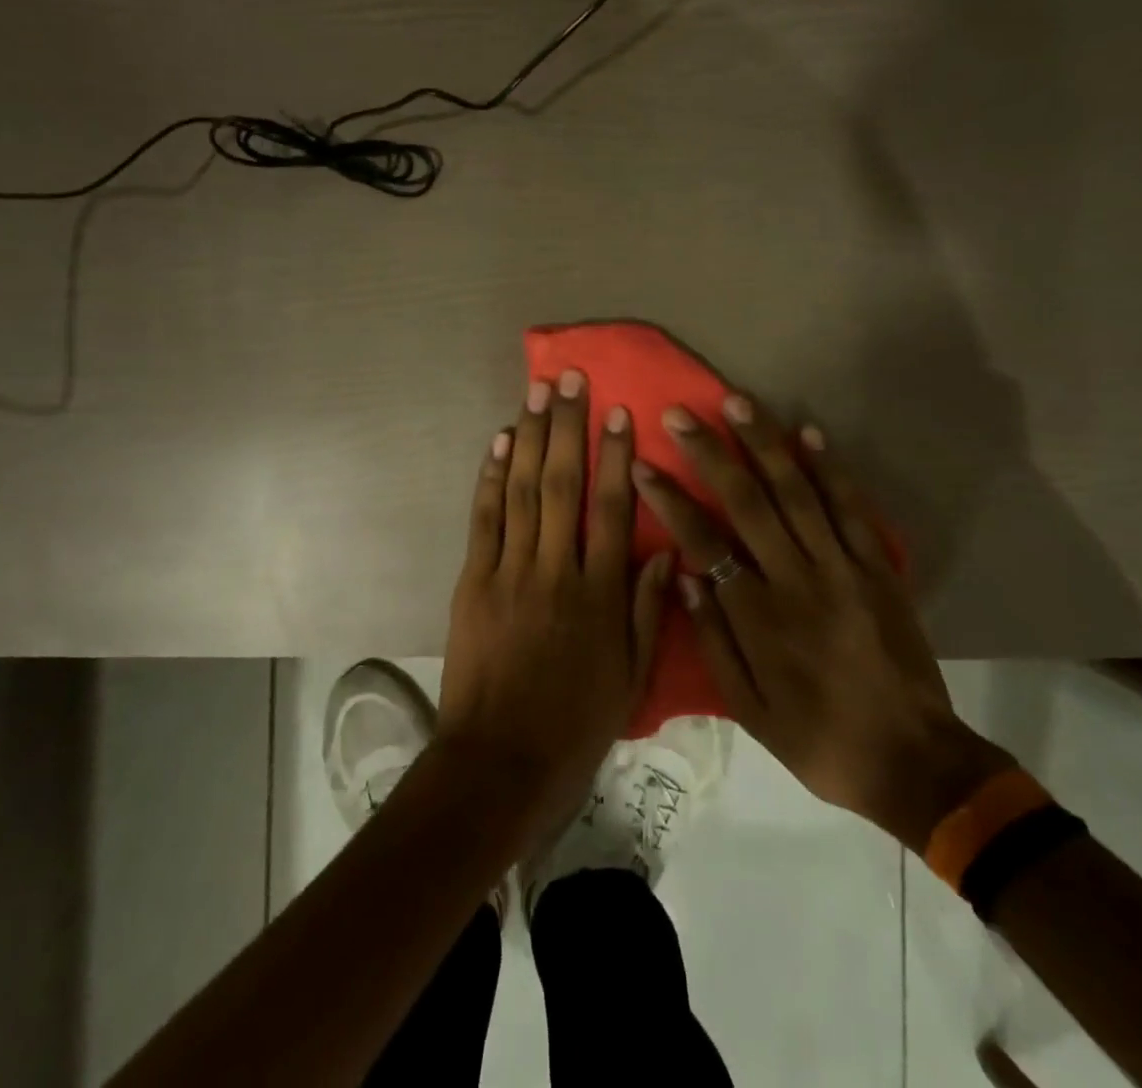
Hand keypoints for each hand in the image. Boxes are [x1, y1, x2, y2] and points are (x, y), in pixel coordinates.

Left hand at [435, 370, 671, 837]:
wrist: (500, 761)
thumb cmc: (575, 722)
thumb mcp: (630, 678)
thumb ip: (649, 611)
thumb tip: (668, 553)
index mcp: (599, 595)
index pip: (613, 510)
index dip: (616, 457)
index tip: (617, 413)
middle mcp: (555, 570)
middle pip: (562, 486)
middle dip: (567, 427)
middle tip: (569, 380)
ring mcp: (509, 571)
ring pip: (520, 491)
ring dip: (528, 437)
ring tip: (535, 393)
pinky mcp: (473, 580)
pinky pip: (483, 519)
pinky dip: (489, 477)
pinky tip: (497, 442)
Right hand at [630, 395, 1013, 851]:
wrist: (913, 761)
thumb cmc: (817, 739)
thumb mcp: (748, 709)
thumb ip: (713, 640)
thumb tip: (684, 576)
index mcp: (759, 617)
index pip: (704, 542)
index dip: (671, 500)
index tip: (644, 465)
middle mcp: (797, 580)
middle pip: (747, 503)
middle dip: (710, 453)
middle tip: (681, 413)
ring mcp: (843, 568)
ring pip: (797, 492)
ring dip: (764, 443)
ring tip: (737, 402)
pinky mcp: (878, 568)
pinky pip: (851, 509)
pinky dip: (830, 468)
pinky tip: (808, 432)